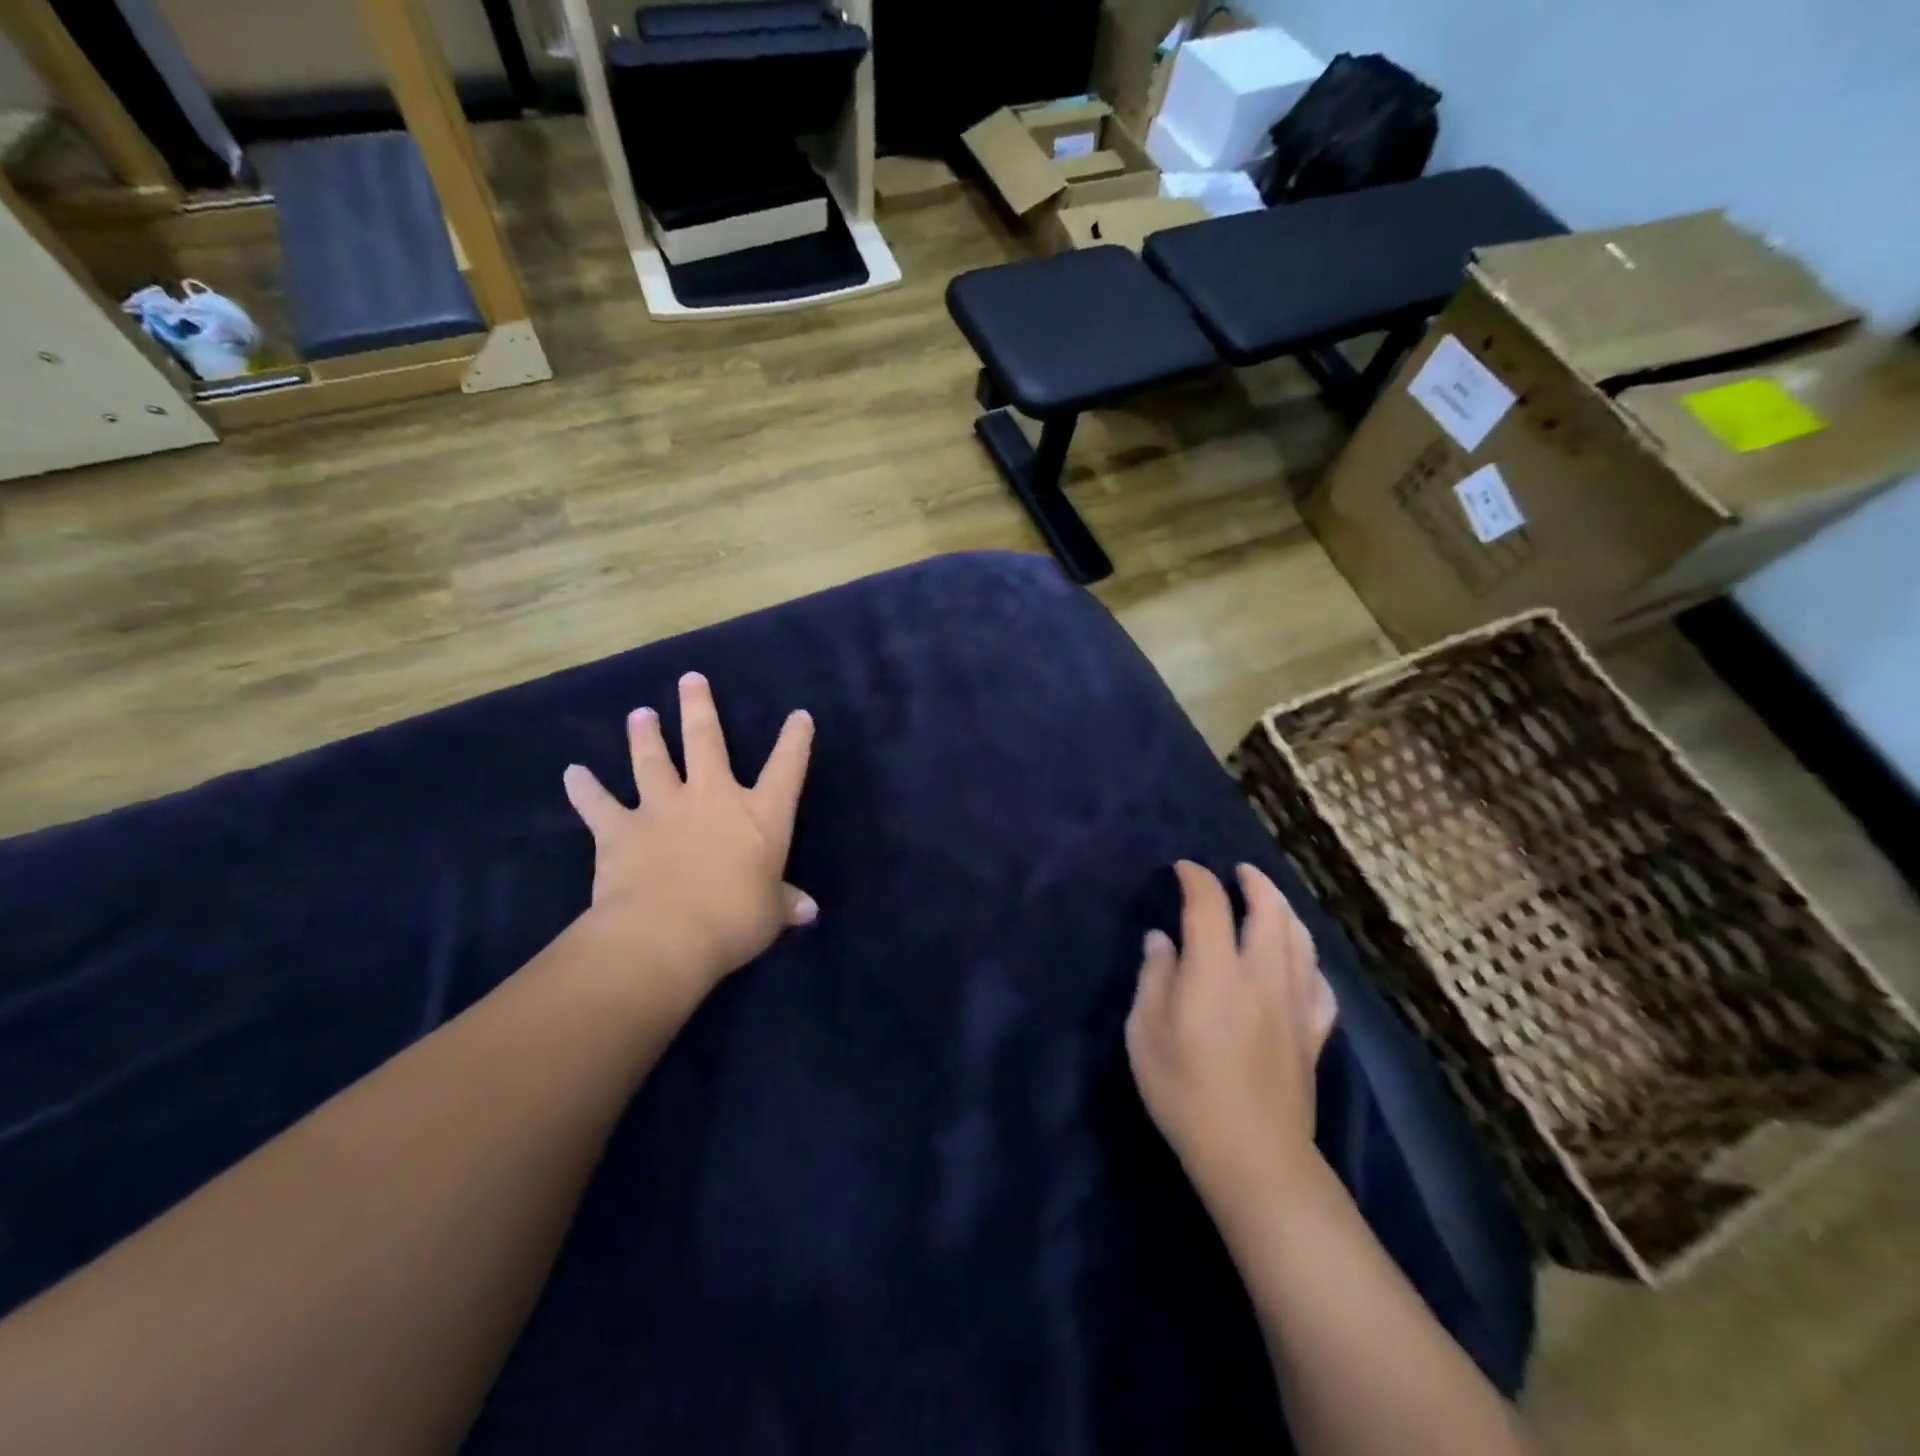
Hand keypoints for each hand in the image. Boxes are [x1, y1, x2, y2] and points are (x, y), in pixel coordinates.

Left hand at [562, 672, 815, 987]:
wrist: (666, 934)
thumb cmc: (734, 920)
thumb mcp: (770, 914)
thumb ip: (786, 903)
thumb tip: (809, 911)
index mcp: (760, 815)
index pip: (786, 767)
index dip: (795, 739)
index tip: (799, 715)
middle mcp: (712, 798)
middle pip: (706, 741)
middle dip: (699, 707)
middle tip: (690, 679)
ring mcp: (663, 809)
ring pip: (653, 761)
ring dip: (645, 735)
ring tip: (640, 713)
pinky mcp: (620, 830)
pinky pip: (598, 804)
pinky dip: (584, 788)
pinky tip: (573, 773)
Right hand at [1126, 862, 1337, 1208]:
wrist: (1252, 1155)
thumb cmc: (1185, 1091)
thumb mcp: (1145, 1033)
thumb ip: (1154, 978)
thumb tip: (1161, 940)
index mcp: (1216, 970)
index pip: (1210, 905)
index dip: (1196, 879)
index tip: (1184, 869)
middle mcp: (1262, 975)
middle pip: (1270, 911)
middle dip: (1255, 882)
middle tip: (1239, 871)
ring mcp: (1295, 1004)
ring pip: (1301, 940)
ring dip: (1285, 912)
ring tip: (1271, 903)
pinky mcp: (1313, 1033)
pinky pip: (1319, 985)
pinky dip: (1308, 963)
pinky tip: (1299, 966)